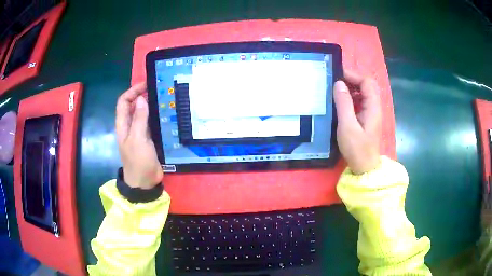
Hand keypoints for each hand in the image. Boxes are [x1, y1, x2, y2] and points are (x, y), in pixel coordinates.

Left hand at [115, 82, 162, 188]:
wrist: (144, 182)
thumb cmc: (138, 161)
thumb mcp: (138, 139)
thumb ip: (139, 119)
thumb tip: (140, 99)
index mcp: (123, 125)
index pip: (123, 101)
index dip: (132, 91)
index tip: (146, 85)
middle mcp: (129, 126)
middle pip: (132, 105)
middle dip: (142, 95)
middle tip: (158, 89)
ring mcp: (139, 132)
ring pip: (142, 113)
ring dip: (150, 104)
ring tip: (164, 98)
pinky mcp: (148, 138)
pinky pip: (150, 122)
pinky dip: (156, 115)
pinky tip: (166, 113)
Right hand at [333, 70, 381, 173]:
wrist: (364, 168)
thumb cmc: (357, 149)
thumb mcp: (348, 126)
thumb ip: (344, 103)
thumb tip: (339, 83)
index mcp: (373, 107)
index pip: (367, 82)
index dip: (354, 76)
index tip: (338, 76)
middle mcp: (374, 107)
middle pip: (367, 86)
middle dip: (352, 80)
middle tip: (335, 82)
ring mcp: (371, 113)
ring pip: (363, 93)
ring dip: (351, 89)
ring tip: (335, 90)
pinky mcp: (366, 119)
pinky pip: (360, 102)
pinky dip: (351, 98)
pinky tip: (340, 102)